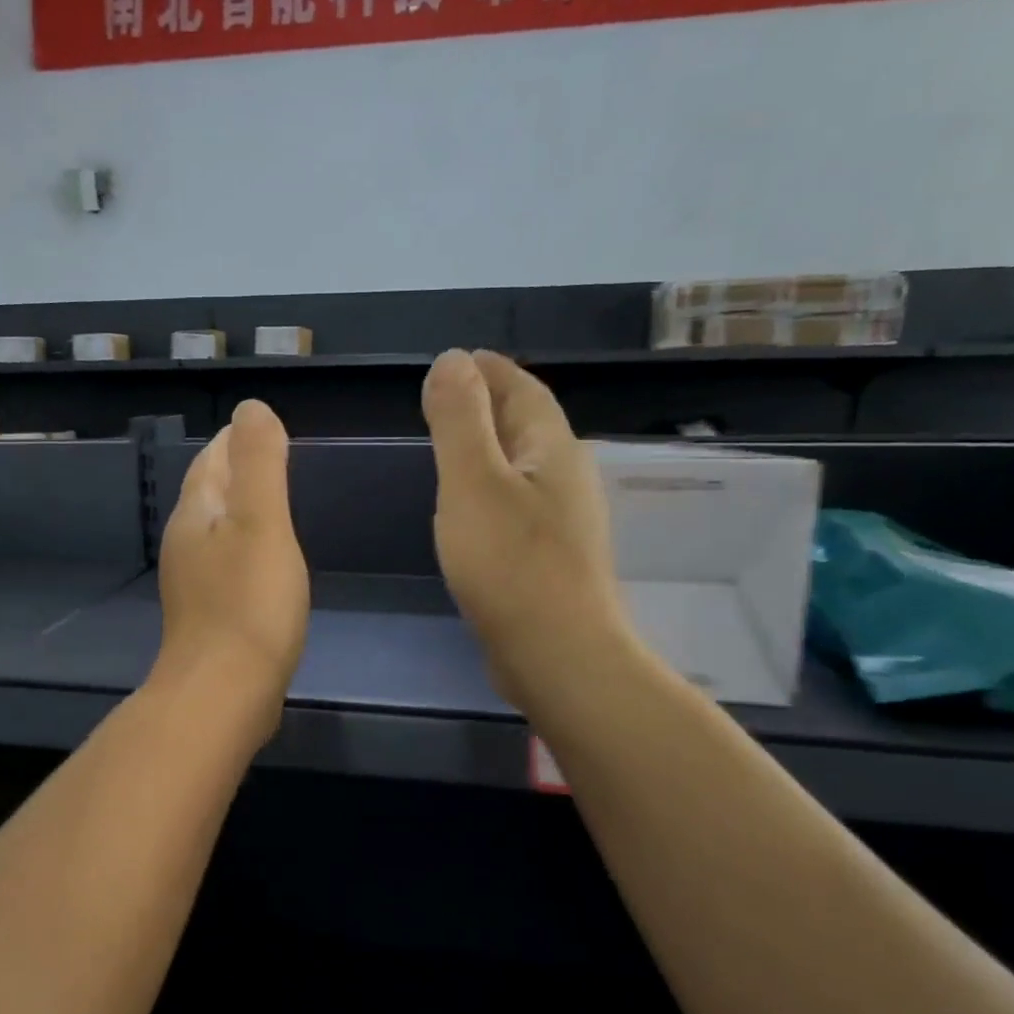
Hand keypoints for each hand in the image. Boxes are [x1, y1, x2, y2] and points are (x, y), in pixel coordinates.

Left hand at [153, 400, 309, 736]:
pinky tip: (263, 562)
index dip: (234, 440)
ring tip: (269, 503)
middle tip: (270, 457)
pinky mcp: (206, 615)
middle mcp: (185, 543)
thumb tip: (251, 409)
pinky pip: (225, 564)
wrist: (223, 694)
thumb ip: (259, 463)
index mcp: (196, 514)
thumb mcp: (262, 522)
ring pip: (215, 529)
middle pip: (208, 492)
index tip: (260, 427)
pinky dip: (243, 547)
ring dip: (238, 509)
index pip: (211, 460)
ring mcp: (192, 582)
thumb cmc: (249, 603)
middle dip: (234, 470)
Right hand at [421, 350, 633, 706]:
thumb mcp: (473, 481)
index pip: (522, 389)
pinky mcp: (552, 556)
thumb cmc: (510, 563)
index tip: (459, 359)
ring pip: (524, 464)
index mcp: (551, 448)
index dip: (490, 370)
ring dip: (492, 446)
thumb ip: (460, 419)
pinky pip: (519, 500)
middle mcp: (566, 476)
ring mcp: (564, 519)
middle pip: (528, 423)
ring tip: (454, 446)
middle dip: (491, 403)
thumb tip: (452, 359)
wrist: (558, 655)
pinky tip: (473, 506)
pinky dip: (493, 486)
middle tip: (448, 398)